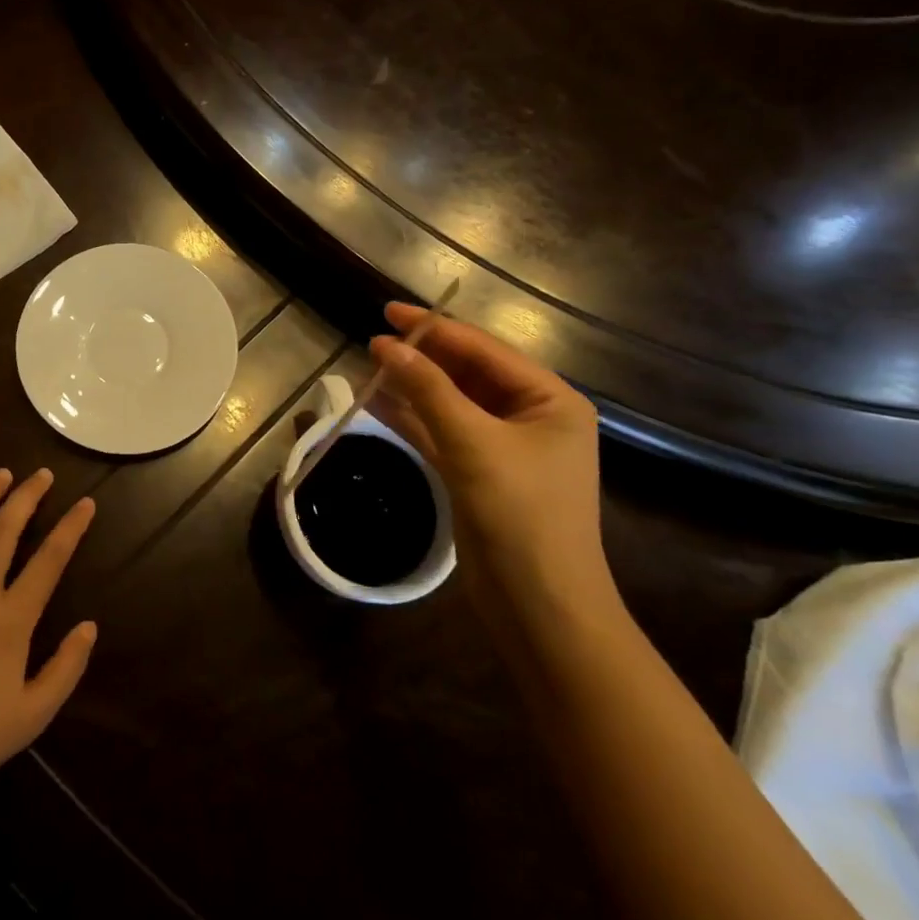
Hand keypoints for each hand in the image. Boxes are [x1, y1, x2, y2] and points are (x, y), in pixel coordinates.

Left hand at [0, 468, 97, 806]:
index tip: (86, 503)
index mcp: (11, 619)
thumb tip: (89, 626)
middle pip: (5, 531)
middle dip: (27, 497)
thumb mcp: (34, 714)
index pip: (50, 561)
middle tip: (42, 475)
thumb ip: (66, 668)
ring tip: (1, 474)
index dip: (71, 528)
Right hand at [369, 302, 607, 606]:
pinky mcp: (479, 473)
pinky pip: (442, 432)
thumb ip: (428, 389)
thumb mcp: (473, 443)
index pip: (484, 350)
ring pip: (450, 403)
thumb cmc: (520, 514)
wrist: (540, 607)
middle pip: (467, 373)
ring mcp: (504, 447)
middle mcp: (530, 416)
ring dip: (412, 387)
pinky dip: (412, 418)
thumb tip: (385, 345)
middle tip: (374, 341)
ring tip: (369, 366)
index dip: (435, 328)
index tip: (388, 312)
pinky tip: (376, 404)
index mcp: (549, 400)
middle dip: (422, 357)